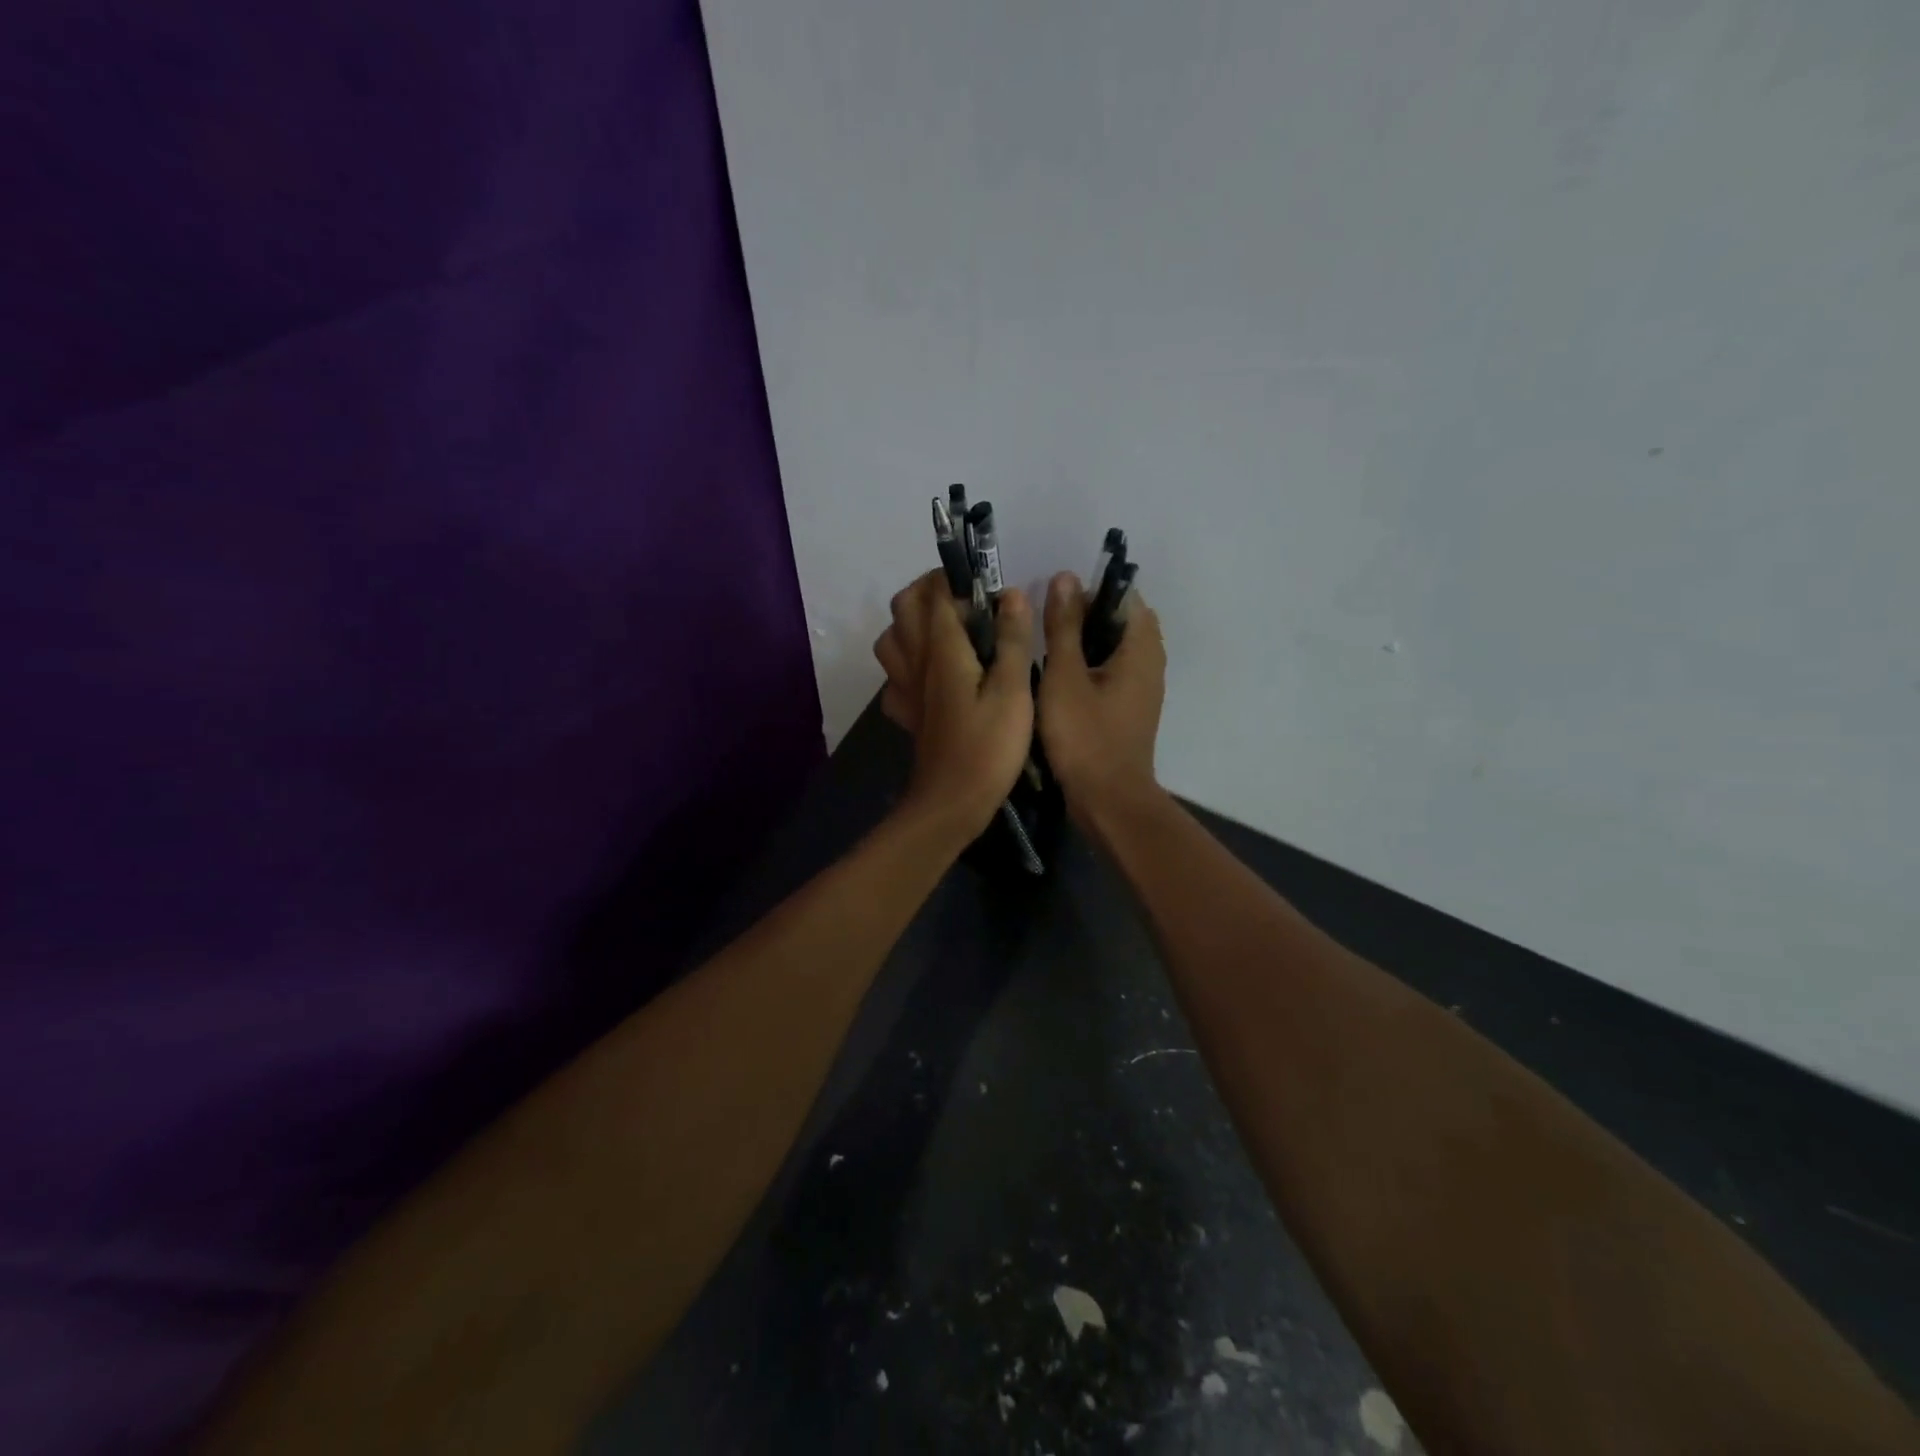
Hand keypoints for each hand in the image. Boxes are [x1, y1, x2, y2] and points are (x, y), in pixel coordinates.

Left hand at [872, 571, 1035, 838]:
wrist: (951, 803)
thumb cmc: (988, 747)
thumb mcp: (1013, 692)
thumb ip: (1012, 640)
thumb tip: (1011, 595)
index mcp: (942, 649)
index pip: (937, 593)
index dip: (958, 578)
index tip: (988, 585)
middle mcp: (915, 661)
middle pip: (904, 606)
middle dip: (929, 590)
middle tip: (966, 600)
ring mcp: (904, 688)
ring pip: (891, 638)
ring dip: (913, 623)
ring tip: (947, 631)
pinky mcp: (905, 713)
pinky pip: (894, 677)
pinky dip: (908, 665)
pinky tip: (931, 676)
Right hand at [1036, 571, 1165, 819]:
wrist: (1108, 800)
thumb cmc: (1085, 736)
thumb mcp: (1064, 676)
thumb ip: (1063, 626)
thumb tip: (1065, 577)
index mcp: (1141, 647)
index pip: (1124, 596)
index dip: (1089, 592)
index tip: (1054, 603)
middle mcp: (1151, 661)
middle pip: (1120, 620)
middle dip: (1084, 616)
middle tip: (1045, 626)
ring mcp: (1143, 687)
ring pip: (1114, 647)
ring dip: (1084, 642)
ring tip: (1046, 649)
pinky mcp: (1131, 708)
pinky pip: (1112, 671)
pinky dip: (1089, 666)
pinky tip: (1058, 679)